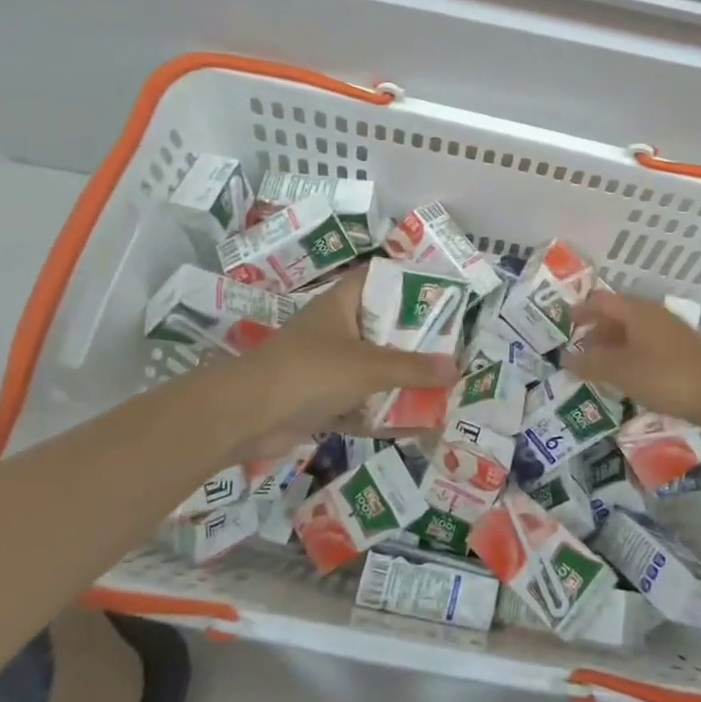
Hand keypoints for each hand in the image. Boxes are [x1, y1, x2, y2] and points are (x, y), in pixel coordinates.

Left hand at [233, 266, 456, 452]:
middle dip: (413, 338)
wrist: (244, 417)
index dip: (407, 280)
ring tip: (440, 384)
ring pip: (371, 367)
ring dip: (399, 378)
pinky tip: (413, 423)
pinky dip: (381, 412)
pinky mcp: (318, 400)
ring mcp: (324, 366)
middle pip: (380, 326)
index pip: (377, 278)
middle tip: (451, 345)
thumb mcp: (368, 366)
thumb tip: (456, 367)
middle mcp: (333, 330)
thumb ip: (413, 368)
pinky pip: (359, 402)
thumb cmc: (308, 372)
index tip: (440, 293)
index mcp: (340, 305)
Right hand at [567, 288, 700, 430]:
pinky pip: (646, 346)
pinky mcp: (682, 352)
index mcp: (637, 311)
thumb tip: (564, 357)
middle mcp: (654, 315)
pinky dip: (629, 355)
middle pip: (618, 314)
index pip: (602, 301)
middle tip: (578, 349)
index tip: (565, 322)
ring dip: (613, 345)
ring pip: (633, 332)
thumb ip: (591, 364)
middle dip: (596, 330)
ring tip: (598, 366)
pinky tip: (627, 376)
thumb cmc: (667, 376)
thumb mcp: (622, 371)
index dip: (581, 310)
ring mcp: (671, 333)